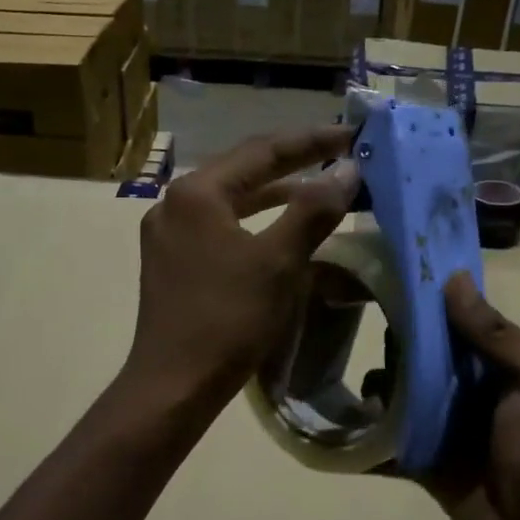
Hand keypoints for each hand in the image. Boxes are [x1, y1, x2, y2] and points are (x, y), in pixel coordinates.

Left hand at [123, 125, 358, 414]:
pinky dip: (253, 223)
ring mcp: (168, 235)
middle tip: (338, 156)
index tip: (352, 135)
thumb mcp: (279, 262)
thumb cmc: (228, 319)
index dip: (312, 141)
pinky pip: (219, 228)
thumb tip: (347, 172)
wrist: (174, 384)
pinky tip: (278, 232)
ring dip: (274, 195)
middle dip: (293, 164)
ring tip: (318, 190)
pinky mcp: (171, 263)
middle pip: (242, 170)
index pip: (263, 150)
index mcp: (197, 193)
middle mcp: (174, 203)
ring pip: (230, 201)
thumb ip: (313, 210)